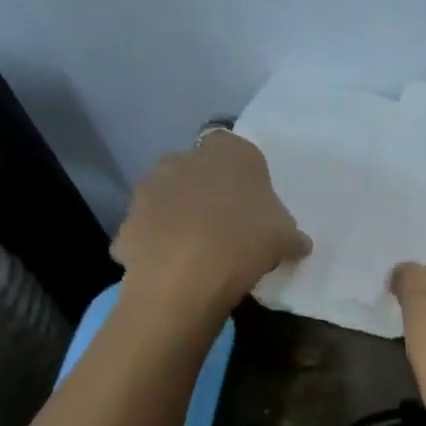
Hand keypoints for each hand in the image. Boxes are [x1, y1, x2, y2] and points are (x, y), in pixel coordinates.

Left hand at [111, 129, 309, 328]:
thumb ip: (291, 233)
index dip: (245, 175)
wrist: (184, 276)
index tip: (254, 204)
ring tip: (202, 249)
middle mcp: (184, 158)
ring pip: (171, 196)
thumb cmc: (246, 241)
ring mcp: (150, 187)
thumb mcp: (287, 238)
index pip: (237, 149)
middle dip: (209, 191)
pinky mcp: (128, 220)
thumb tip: (297, 242)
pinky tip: (178, 266)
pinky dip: (161, 242)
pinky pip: (151, 228)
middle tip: (229, 225)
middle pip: (199, 170)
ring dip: (182, 214)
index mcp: (229, 153)